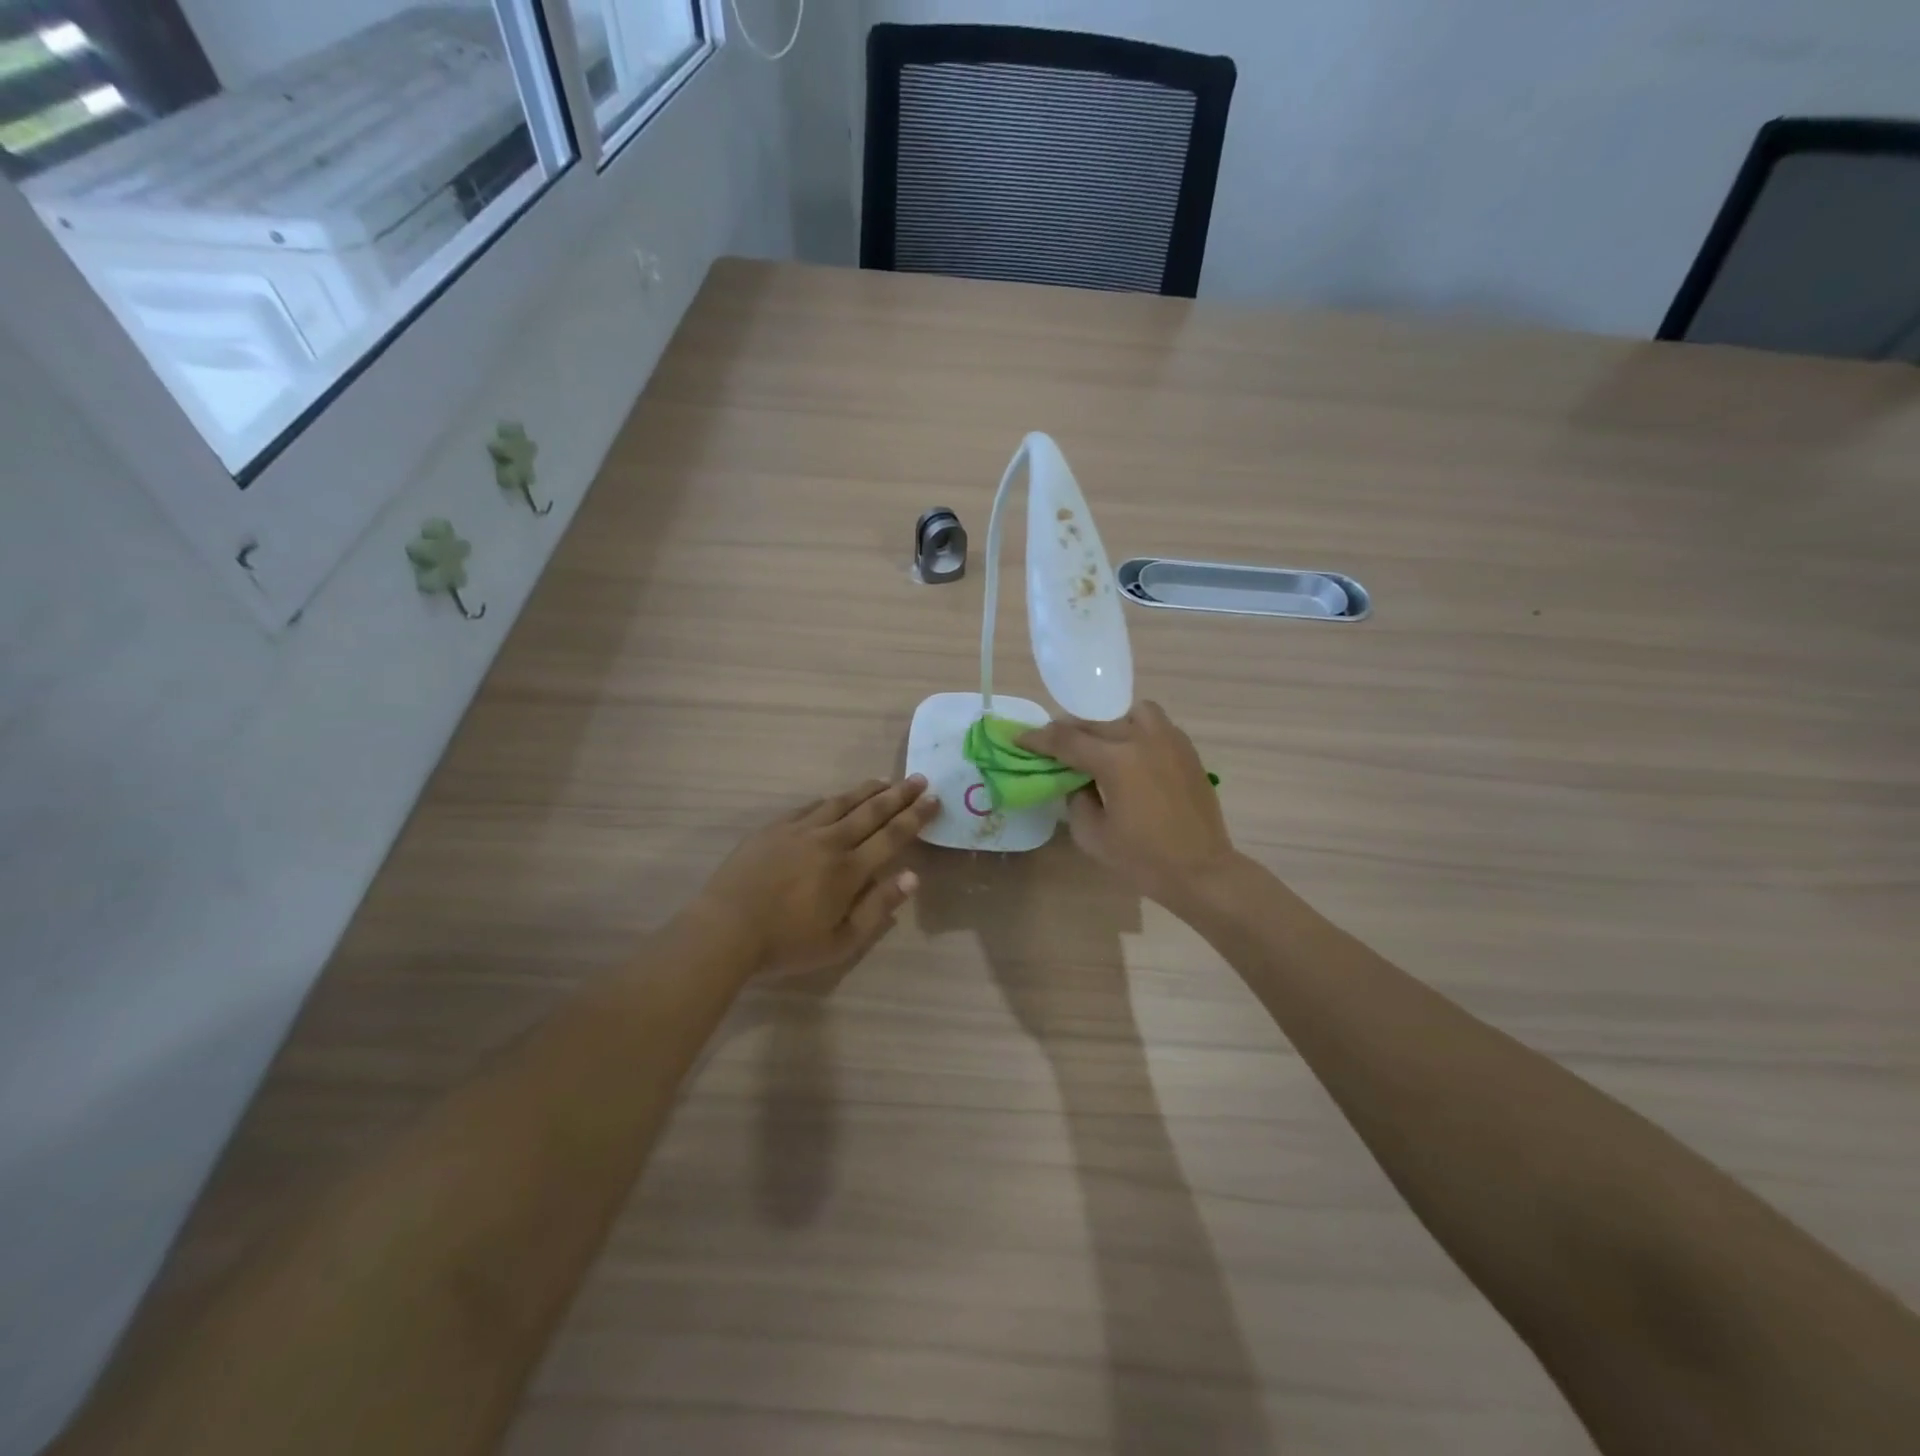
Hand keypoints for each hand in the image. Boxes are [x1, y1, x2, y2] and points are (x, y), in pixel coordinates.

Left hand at [692, 777, 937, 977]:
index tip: (934, 800)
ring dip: (867, 791)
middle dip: (899, 795)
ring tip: (886, 781)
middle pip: (872, 812)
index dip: (916, 817)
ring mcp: (799, 830)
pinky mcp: (774, 829)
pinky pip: (810, 807)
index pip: (892, 836)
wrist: (725, 928)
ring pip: (841, 803)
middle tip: (919, 779)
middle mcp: (830, 841)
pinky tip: (836, 798)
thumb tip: (912, 876)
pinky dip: (830, 800)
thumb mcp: (840, 942)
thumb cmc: (786, 944)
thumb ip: (878, 908)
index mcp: (850, 870)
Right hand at [1020, 703, 1236, 910]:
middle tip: (1052, 743)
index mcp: (1116, 761)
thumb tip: (1076, 780)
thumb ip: (1075, 799)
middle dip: (1068, 729)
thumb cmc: (1143, 860)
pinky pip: (1154, 724)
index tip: (1020, 738)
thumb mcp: (1092, 835)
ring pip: (1130, 712)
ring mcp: (1169, 740)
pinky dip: (1134, 729)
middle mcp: (1142, 739)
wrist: (1201, 871)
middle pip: (1095, 722)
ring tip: (1098, 742)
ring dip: (1107, 722)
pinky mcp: (1186, 750)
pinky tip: (1129, 752)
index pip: (1067, 740)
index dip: (1038, 739)